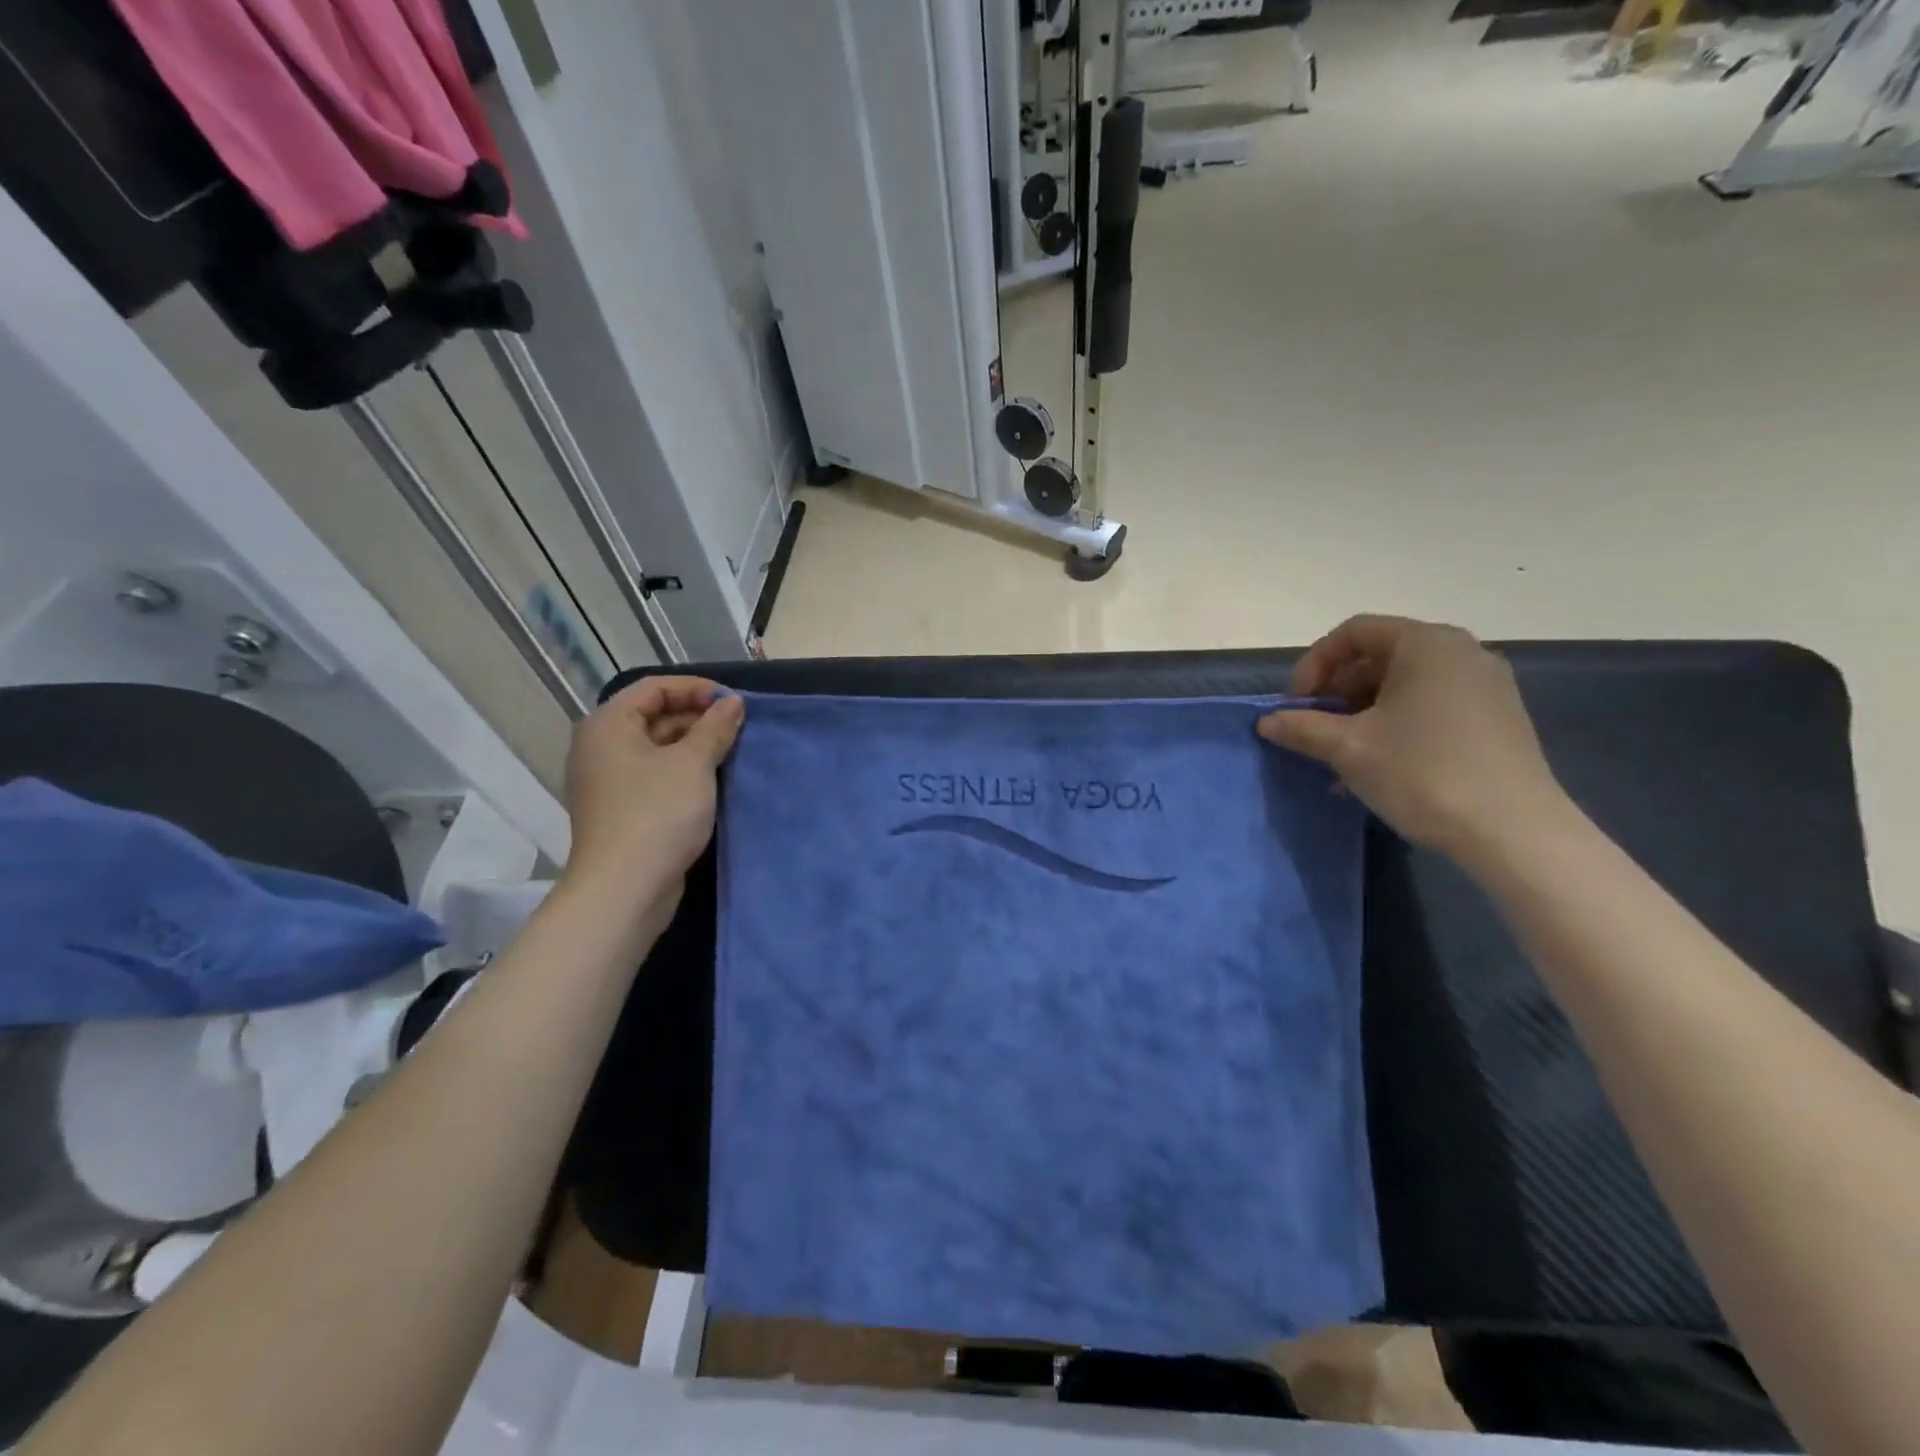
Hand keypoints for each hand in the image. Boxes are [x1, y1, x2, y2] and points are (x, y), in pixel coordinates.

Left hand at [562, 677, 744, 892]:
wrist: (625, 888)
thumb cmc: (657, 813)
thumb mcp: (693, 763)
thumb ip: (715, 727)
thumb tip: (733, 703)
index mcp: (609, 725)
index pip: (654, 688)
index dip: (696, 689)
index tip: (733, 702)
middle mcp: (602, 747)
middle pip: (654, 715)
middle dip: (698, 717)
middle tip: (738, 728)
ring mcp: (610, 780)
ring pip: (658, 748)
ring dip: (695, 745)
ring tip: (733, 752)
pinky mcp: (623, 808)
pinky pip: (656, 775)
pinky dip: (684, 771)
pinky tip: (715, 780)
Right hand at [1256, 616, 1571, 861]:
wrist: (1513, 832)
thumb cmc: (1423, 772)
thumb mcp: (1348, 748)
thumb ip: (1302, 727)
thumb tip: (1267, 722)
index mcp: (1426, 644)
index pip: (1353, 633)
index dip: (1314, 664)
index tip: (1296, 704)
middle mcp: (1461, 652)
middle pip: (1380, 657)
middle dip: (1336, 692)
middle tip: (1313, 729)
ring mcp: (1485, 686)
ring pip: (1404, 686)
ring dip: (1361, 714)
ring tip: (1339, 756)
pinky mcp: (1498, 719)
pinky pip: (1431, 707)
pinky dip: (1396, 725)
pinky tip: (1378, 766)